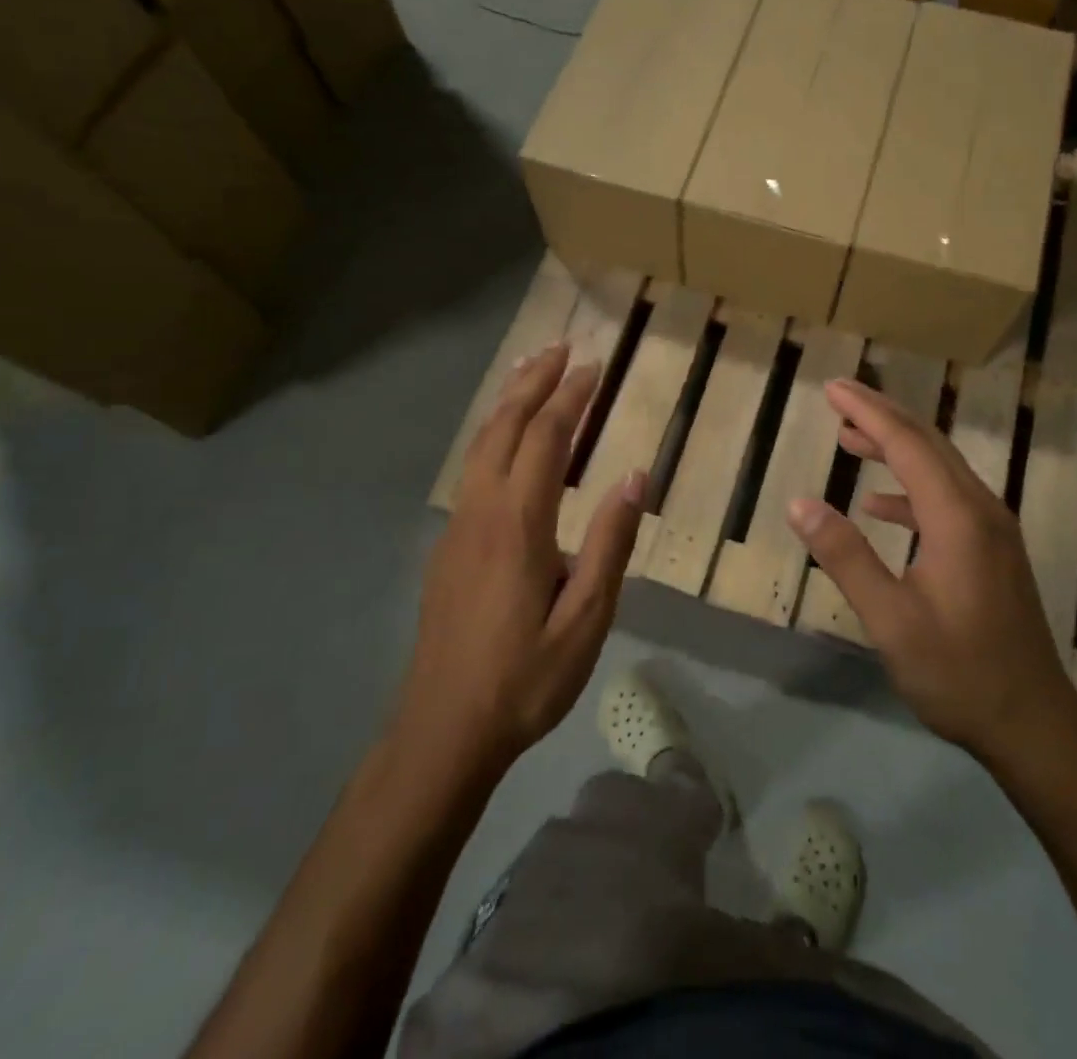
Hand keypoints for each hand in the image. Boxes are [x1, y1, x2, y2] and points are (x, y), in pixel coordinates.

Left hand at [398, 343, 644, 773]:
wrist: (443, 729)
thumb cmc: (525, 678)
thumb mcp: (587, 620)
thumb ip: (610, 543)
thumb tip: (633, 475)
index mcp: (519, 524)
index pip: (546, 440)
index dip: (570, 399)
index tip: (593, 367)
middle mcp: (482, 511)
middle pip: (505, 428)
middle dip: (534, 383)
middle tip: (560, 347)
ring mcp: (458, 526)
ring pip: (480, 445)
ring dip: (508, 403)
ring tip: (530, 372)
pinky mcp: (448, 545)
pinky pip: (471, 469)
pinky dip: (492, 434)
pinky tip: (504, 439)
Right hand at [786, 378, 1076, 768]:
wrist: (1034, 725)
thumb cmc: (958, 674)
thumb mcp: (890, 620)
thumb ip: (845, 557)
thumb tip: (799, 503)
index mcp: (958, 518)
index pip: (907, 444)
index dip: (867, 411)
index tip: (833, 388)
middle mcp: (981, 509)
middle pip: (927, 444)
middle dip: (881, 416)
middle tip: (837, 398)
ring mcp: (992, 529)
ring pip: (939, 467)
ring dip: (894, 447)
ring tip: (850, 438)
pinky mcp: (992, 550)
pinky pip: (946, 498)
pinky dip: (909, 488)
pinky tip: (878, 504)